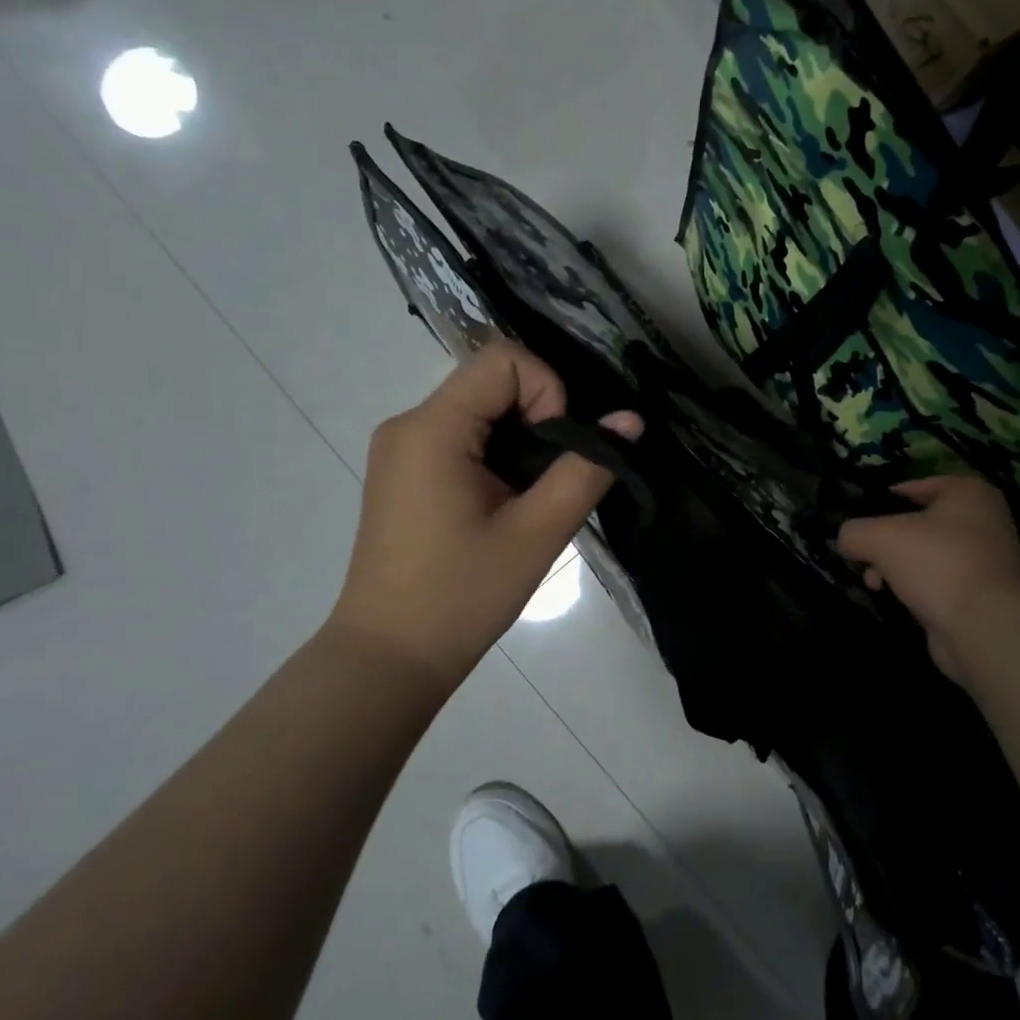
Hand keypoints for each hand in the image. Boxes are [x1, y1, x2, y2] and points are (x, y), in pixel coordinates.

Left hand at [326, 342, 641, 695]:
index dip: (546, 390)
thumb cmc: (461, 596)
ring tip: (532, 495)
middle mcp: (408, 424)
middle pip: (491, 380)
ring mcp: (401, 448)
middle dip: (538, 416)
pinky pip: (461, 434)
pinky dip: (496, 452)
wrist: (389, 659)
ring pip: (479, 407)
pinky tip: (505, 501)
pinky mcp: (404, 471)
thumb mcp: (536, 533)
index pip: (502, 360)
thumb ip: (586, 470)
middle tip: (552, 478)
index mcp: (431, 429)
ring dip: (520, 438)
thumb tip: (630, 421)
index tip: (556, 450)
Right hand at [836, 475, 1019, 682]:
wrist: (982, 625)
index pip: (918, 486)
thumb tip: (845, 540)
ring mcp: (987, 559)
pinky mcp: (983, 594)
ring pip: (929, 554)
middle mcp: (985, 520)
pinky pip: (940, 581)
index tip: (862, 516)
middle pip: (921, 523)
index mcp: (969, 493)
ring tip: (873, 583)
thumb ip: (854, 532)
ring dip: (897, 566)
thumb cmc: (935, 562)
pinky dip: (918, 588)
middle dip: (888, 540)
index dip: (885, 499)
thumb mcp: (879, 537)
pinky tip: (896, 599)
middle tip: (864, 555)